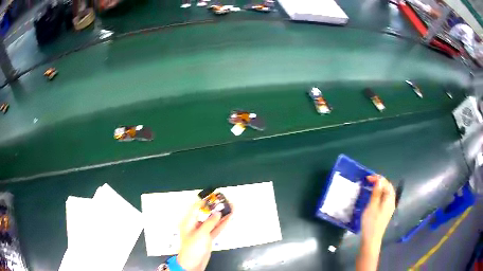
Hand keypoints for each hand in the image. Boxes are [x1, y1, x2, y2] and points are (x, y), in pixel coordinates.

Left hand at [177, 201, 232, 270]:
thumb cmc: (193, 247)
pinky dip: (222, 224)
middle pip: (206, 214)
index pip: (196, 208)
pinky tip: (229, 218)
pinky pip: (216, 229)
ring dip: (221, 215)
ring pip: (213, 221)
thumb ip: (209, 223)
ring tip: (231, 207)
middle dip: (216, 208)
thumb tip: (217, 213)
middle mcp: (195, 225)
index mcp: (189, 222)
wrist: (193, 263)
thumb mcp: (201, 234)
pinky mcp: (208, 238)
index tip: (215, 196)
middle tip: (226, 201)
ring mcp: (202, 232)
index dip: (205, 201)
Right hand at [361, 175, 395, 245]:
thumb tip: (379, 180)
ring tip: (370, 186)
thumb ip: (376, 193)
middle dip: (379, 182)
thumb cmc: (371, 222)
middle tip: (369, 181)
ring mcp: (389, 207)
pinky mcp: (385, 212)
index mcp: (389, 199)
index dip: (378, 178)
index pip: (386, 184)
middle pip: (388, 187)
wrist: (371, 239)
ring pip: (386, 193)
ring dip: (379, 188)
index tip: (368, 178)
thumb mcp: (372, 206)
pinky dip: (379, 194)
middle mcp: (391, 201)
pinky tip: (373, 197)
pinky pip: (384, 198)